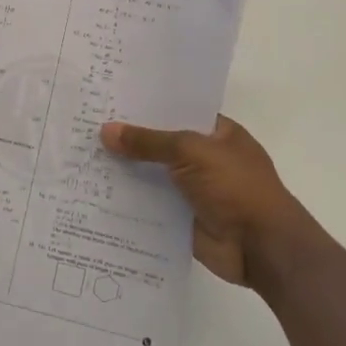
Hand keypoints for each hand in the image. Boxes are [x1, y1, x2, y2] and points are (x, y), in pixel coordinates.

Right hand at [100, 115, 326, 287]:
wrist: (261, 247)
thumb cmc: (236, 187)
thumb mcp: (191, 152)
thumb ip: (149, 142)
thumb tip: (107, 131)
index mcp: (217, 133)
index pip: (177, 111)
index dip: (147, 106)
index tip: (110, 99)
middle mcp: (205, 158)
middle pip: (161, 144)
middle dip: (129, 139)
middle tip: (86, 125)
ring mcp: (193, 189)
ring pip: (152, 175)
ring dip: (125, 171)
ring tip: (83, 156)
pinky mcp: (181, 217)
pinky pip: (149, 205)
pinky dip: (128, 201)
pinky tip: (96, 192)